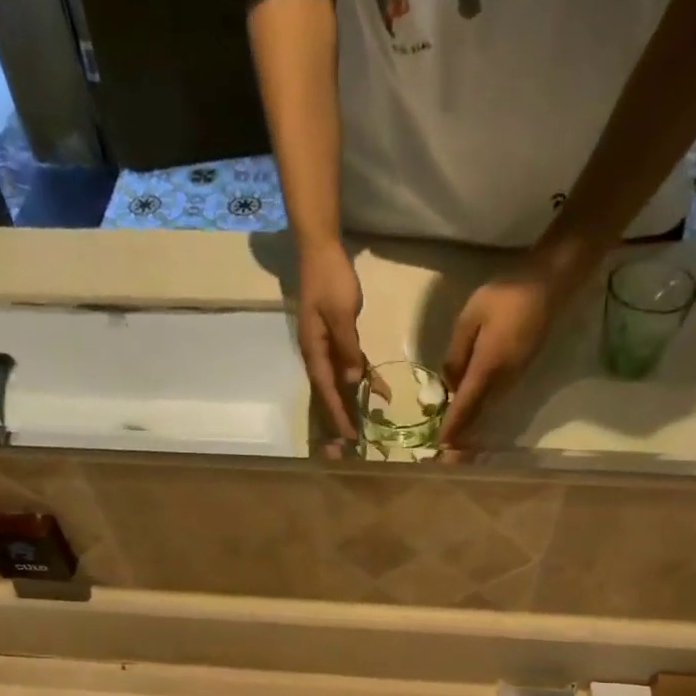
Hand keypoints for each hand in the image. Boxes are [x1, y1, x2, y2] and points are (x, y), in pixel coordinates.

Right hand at [296, 240, 367, 439]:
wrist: (321, 250)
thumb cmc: (330, 279)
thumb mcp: (341, 313)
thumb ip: (347, 348)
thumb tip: (353, 381)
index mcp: (314, 351)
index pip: (326, 391)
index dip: (337, 415)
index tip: (348, 437)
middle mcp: (318, 355)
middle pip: (329, 394)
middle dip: (341, 418)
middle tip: (352, 444)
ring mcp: (327, 349)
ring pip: (341, 384)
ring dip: (353, 404)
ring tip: (367, 427)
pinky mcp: (338, 340)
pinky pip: (351, 366)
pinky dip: (365, 379)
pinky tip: (381, 392)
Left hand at [440, 260, 581, 442]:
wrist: (550, 286)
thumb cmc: (507, 295)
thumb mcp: (470, 317)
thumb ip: (456, 353)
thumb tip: (450, 384)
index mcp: (488, 367)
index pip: (465, 404)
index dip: (453, 427)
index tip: (442, 447)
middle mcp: (501, 381)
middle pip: (477, 415)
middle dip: (462, 438)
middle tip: (447, 461)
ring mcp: (512, 379)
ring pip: (485, 409)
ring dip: (470, 427)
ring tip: (454, 446)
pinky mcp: (517, 374)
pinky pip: (493, 399)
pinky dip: (479, 412)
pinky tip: (468, 416)